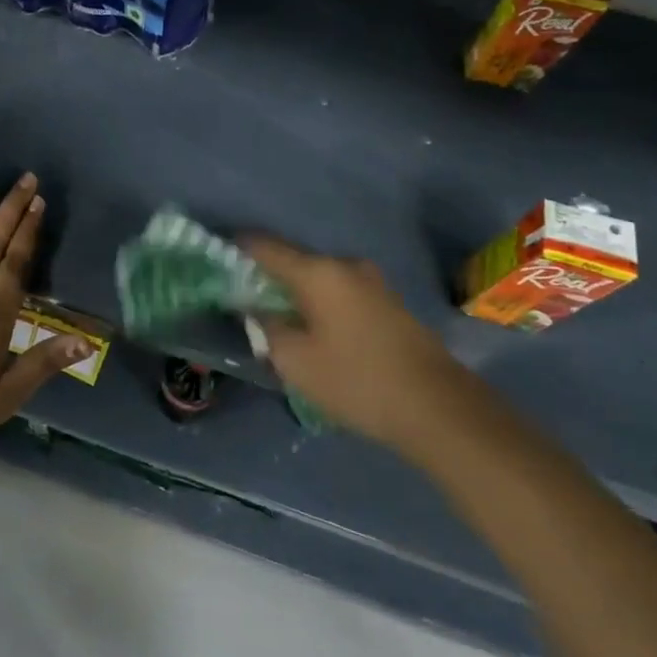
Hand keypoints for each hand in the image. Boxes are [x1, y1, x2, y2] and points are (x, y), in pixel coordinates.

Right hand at [240, 237, 473, 452]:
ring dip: (296, 292)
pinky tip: (313, 328)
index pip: (265, 247)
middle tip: (243, 296)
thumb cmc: (356, 380)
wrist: (438, 409)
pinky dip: (320, 303)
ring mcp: (373, 283)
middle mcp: (345, 266)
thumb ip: (267, 327)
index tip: (217, 256)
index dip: (238, 248)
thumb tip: (259, 309)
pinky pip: (340, 293)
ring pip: (319, 279)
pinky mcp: (389, 303)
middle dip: (267, 276)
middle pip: (294, 261)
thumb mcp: (296, 361)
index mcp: (318, 272)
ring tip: (277, 316)